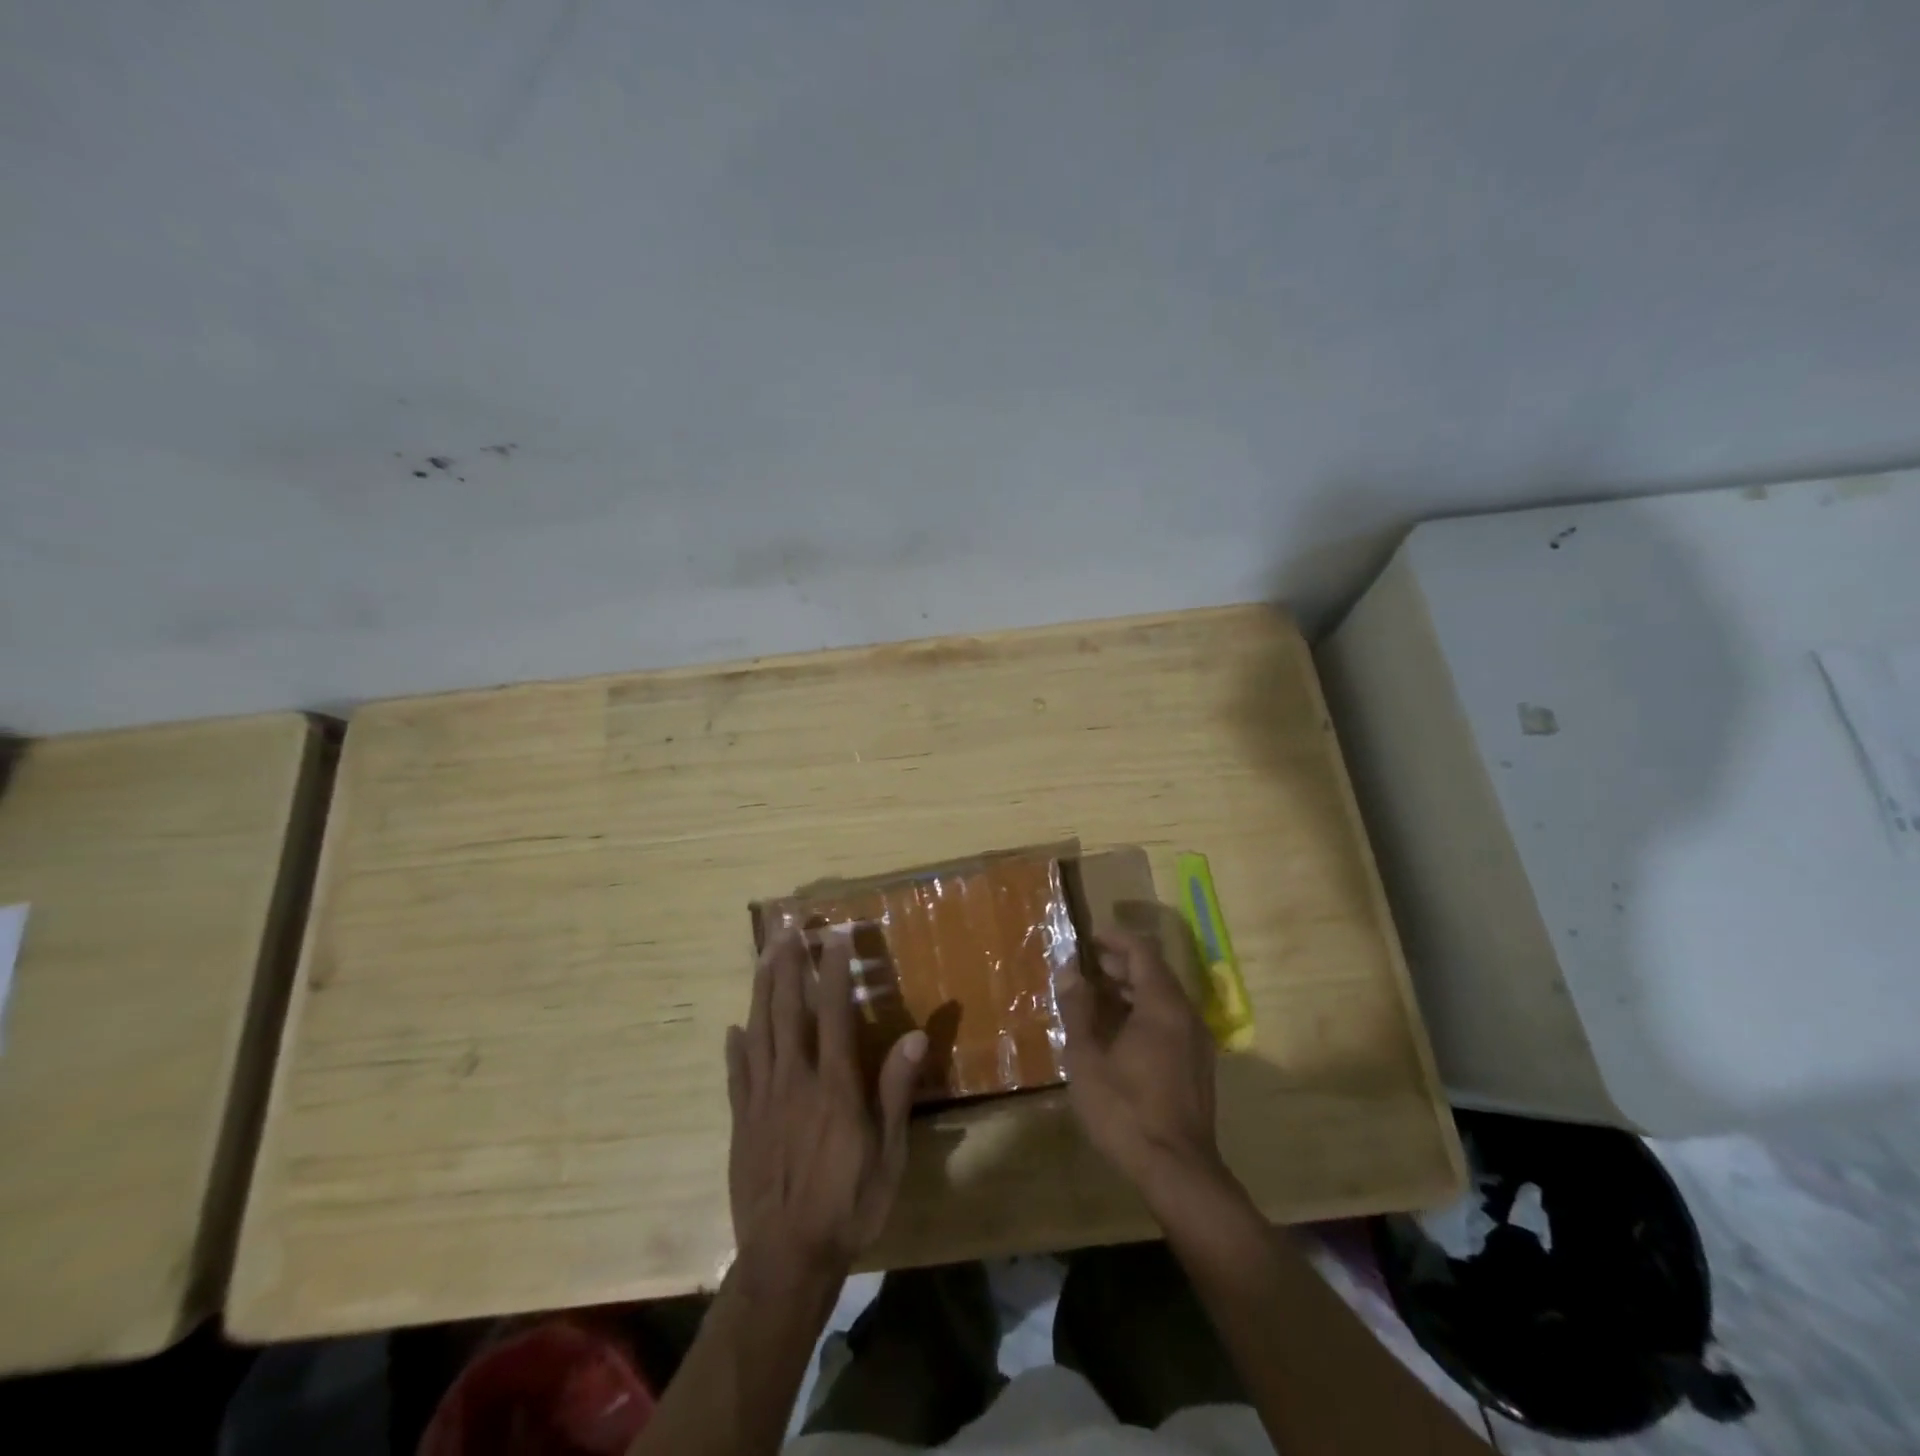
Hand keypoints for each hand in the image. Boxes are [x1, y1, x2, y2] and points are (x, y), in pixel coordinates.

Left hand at [725, 929, 926, 1278]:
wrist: (786, 1259)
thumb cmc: (848, 1204)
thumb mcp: (887, 1154)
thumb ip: (895, 1092)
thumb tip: (915, 1036)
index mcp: (834, 1086)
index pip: (834, 1013)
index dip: (833, 971)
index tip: (833, 936)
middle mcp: (794, 1081)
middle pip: (788, 1011)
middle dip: (788, 967)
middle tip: (787, 930)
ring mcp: (762, 1100)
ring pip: (759, 1032)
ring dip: (761, 991)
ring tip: (763, 956)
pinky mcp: (740, 1122)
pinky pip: (737, 1075)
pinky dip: (736, 1047)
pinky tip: (734, 1028)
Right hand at [1056, 930, 1223, 1202]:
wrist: (1177, 1171)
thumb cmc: (1125, 1109)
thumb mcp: (1087, 1057)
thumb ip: (1078, 1009)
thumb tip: (1069, 970)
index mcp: (1162, 1005)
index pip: (1142, 952)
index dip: (1114, 939)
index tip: (1088, 938)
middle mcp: (1186, 1015)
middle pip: (1155, 973)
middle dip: (1120, 965)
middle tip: (1086, 969)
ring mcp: (1197, 1041)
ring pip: (1164, 999)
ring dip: (1131, 991)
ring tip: (1096, 999)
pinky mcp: (1198, 1066)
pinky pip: (1171, 1022)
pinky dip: (1144, 1014)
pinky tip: (1118, 1034)